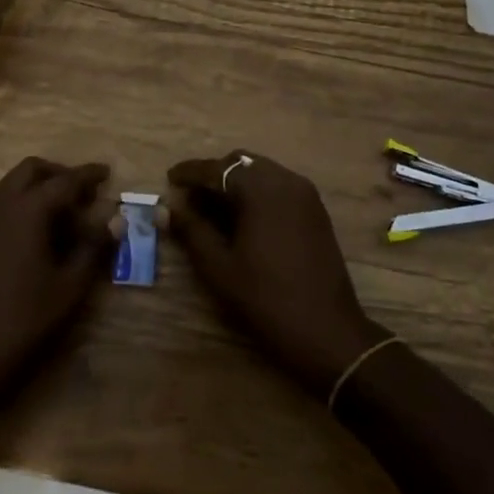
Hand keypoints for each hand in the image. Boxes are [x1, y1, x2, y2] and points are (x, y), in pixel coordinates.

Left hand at [0, 157, 116, 419]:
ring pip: (13, 185)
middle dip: (59, 174)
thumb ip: (93, 248)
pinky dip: (23, 205)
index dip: (88, 175)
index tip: (107, 172)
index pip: (64, 180)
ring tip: (66, 217)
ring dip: (40, 189)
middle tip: (84, 194)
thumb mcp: (69, 288)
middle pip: (32, 170)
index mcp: (26, 211)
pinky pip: (1, 205)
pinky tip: (39, 236)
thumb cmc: (22, 323)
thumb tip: (115, 220)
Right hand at [167, 151, 389, 396]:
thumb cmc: (266, 298)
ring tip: (214, 208)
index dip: (190, 172)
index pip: (216, 169)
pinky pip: (279, 185)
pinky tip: (244, 217)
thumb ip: (191, 230)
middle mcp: (284, 179)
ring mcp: (304, 193)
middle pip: (241, 163)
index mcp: (260, 188)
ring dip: (236, 182)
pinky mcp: (316, 209)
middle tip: (191, 198)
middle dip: (214, 175)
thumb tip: (166, 208)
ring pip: (261, 172)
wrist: (327, 331)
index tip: (169, 178)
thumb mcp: (219, 266)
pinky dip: (257, 191)